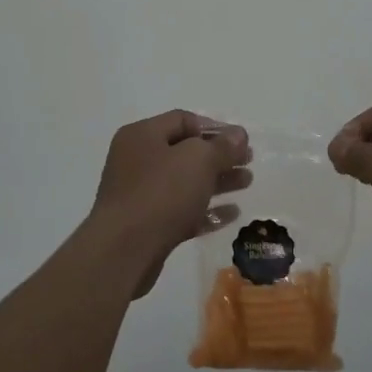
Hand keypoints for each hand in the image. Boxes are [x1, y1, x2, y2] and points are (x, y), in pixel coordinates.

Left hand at [90, 110, 252, 295]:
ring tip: (247, 183)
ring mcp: (140, 195)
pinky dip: (206, 210)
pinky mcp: (147, 225)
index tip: (241, 141)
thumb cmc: (160, 193)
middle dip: (220, 156)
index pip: (183, 120)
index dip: (215, 127)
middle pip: (185, 152)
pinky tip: (232, 214)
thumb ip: (222, 146)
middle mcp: (137, 160)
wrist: (123, 251)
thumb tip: (239, 135)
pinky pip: (181, 211)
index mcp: (142, 136)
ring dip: (218, 181)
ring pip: (185, 182)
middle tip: (248, 162)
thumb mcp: (198, 160)